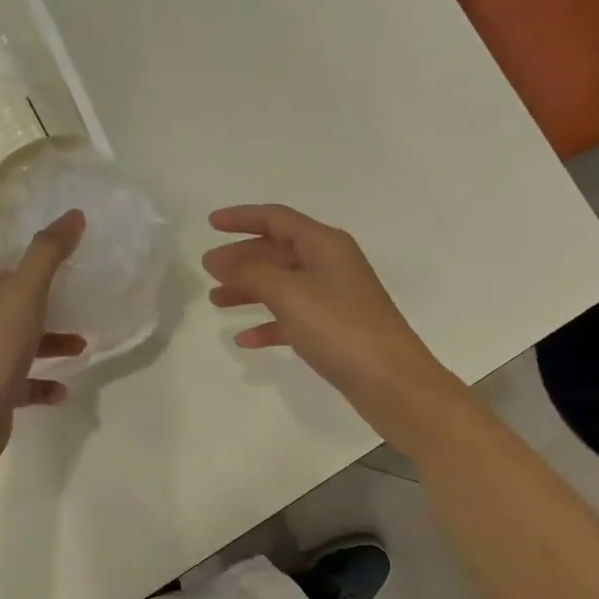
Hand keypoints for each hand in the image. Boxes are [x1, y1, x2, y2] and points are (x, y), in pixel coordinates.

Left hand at [0, 210, 86, 460]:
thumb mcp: (27, 290)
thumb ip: (49, 253)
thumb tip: (74, 214)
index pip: (10, 270)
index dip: (37, 263)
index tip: (70, 261)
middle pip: (19, 306)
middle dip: (50, 304)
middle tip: (82, 302)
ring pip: (25, 344)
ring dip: (52, 344)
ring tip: (82, 347)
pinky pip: (26, 383)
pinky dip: (45, 383)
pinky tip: (64, 389)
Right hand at [203, 204, 465, 444]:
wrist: (390, 381)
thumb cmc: (339, 328)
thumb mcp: (289, 293)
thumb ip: (250, 272)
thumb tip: (219, 259)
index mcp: (325, 244)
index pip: (276, 218)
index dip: (242, 218)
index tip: (209, 224)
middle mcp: (331, 264)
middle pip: (278, 251)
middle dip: (241, 258)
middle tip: (207, 271)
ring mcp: (334, 298)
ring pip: (282, 285)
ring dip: (249, 290)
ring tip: (216, 302)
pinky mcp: (334, 330)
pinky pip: (293, 318)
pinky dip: (268, 324)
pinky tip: (245, 339)